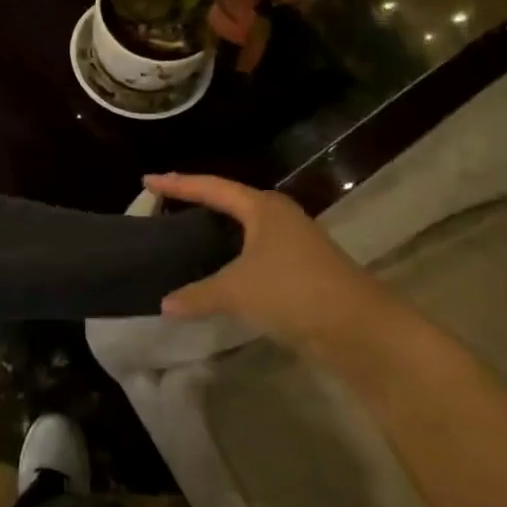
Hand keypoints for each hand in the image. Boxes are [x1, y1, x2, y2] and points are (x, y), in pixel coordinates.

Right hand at [143, 172, 406, 361]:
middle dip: (198, 200)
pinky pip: (254, 250)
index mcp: (262, 208)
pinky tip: (219, 267)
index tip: (148, 179)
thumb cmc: (293, 291)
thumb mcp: (238, 291)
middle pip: (230, 200)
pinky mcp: (300, 267)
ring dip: (217, 228)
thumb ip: (198, 295)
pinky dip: (232, 253)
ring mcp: (293, 241)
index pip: (211, 187)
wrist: (358, 327)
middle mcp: (278, 217)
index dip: (178, 184)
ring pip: (245, 227)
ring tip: (187, 231)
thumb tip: (165, 304)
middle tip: (166, 201)